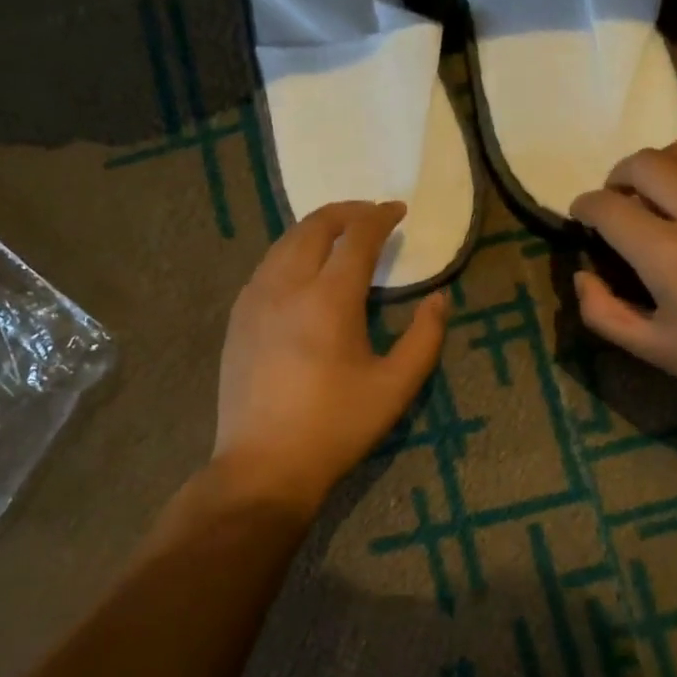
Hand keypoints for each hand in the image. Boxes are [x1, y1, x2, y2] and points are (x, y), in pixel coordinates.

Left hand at [211, 201, 449, 519]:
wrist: (264, 466)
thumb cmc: (336, 427)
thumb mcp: (395, 387)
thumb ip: (425, 338)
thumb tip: (438, 300)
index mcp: (329, 299)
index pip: (356, 237)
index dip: (379, 217)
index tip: (397, 210)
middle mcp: (286, 286)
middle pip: (314, 226)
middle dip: (346, 212)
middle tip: (371, 215)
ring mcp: (254, 299)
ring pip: (285, 242)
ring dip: (316, 228)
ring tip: (340, 235)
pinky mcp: (238, 317)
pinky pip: (267, 265)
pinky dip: (291, 251)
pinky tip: (304, 269)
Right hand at [569, 141, 676, 410]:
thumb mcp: (653, 349)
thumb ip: (603, 313)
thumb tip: (581, 277)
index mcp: (665, 251)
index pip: (607, 206)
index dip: (584, 206)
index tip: (583, 217)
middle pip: (644, 163)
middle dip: (618, 177)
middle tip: (619, 201)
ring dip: (661, 167)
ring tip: (660, 192)